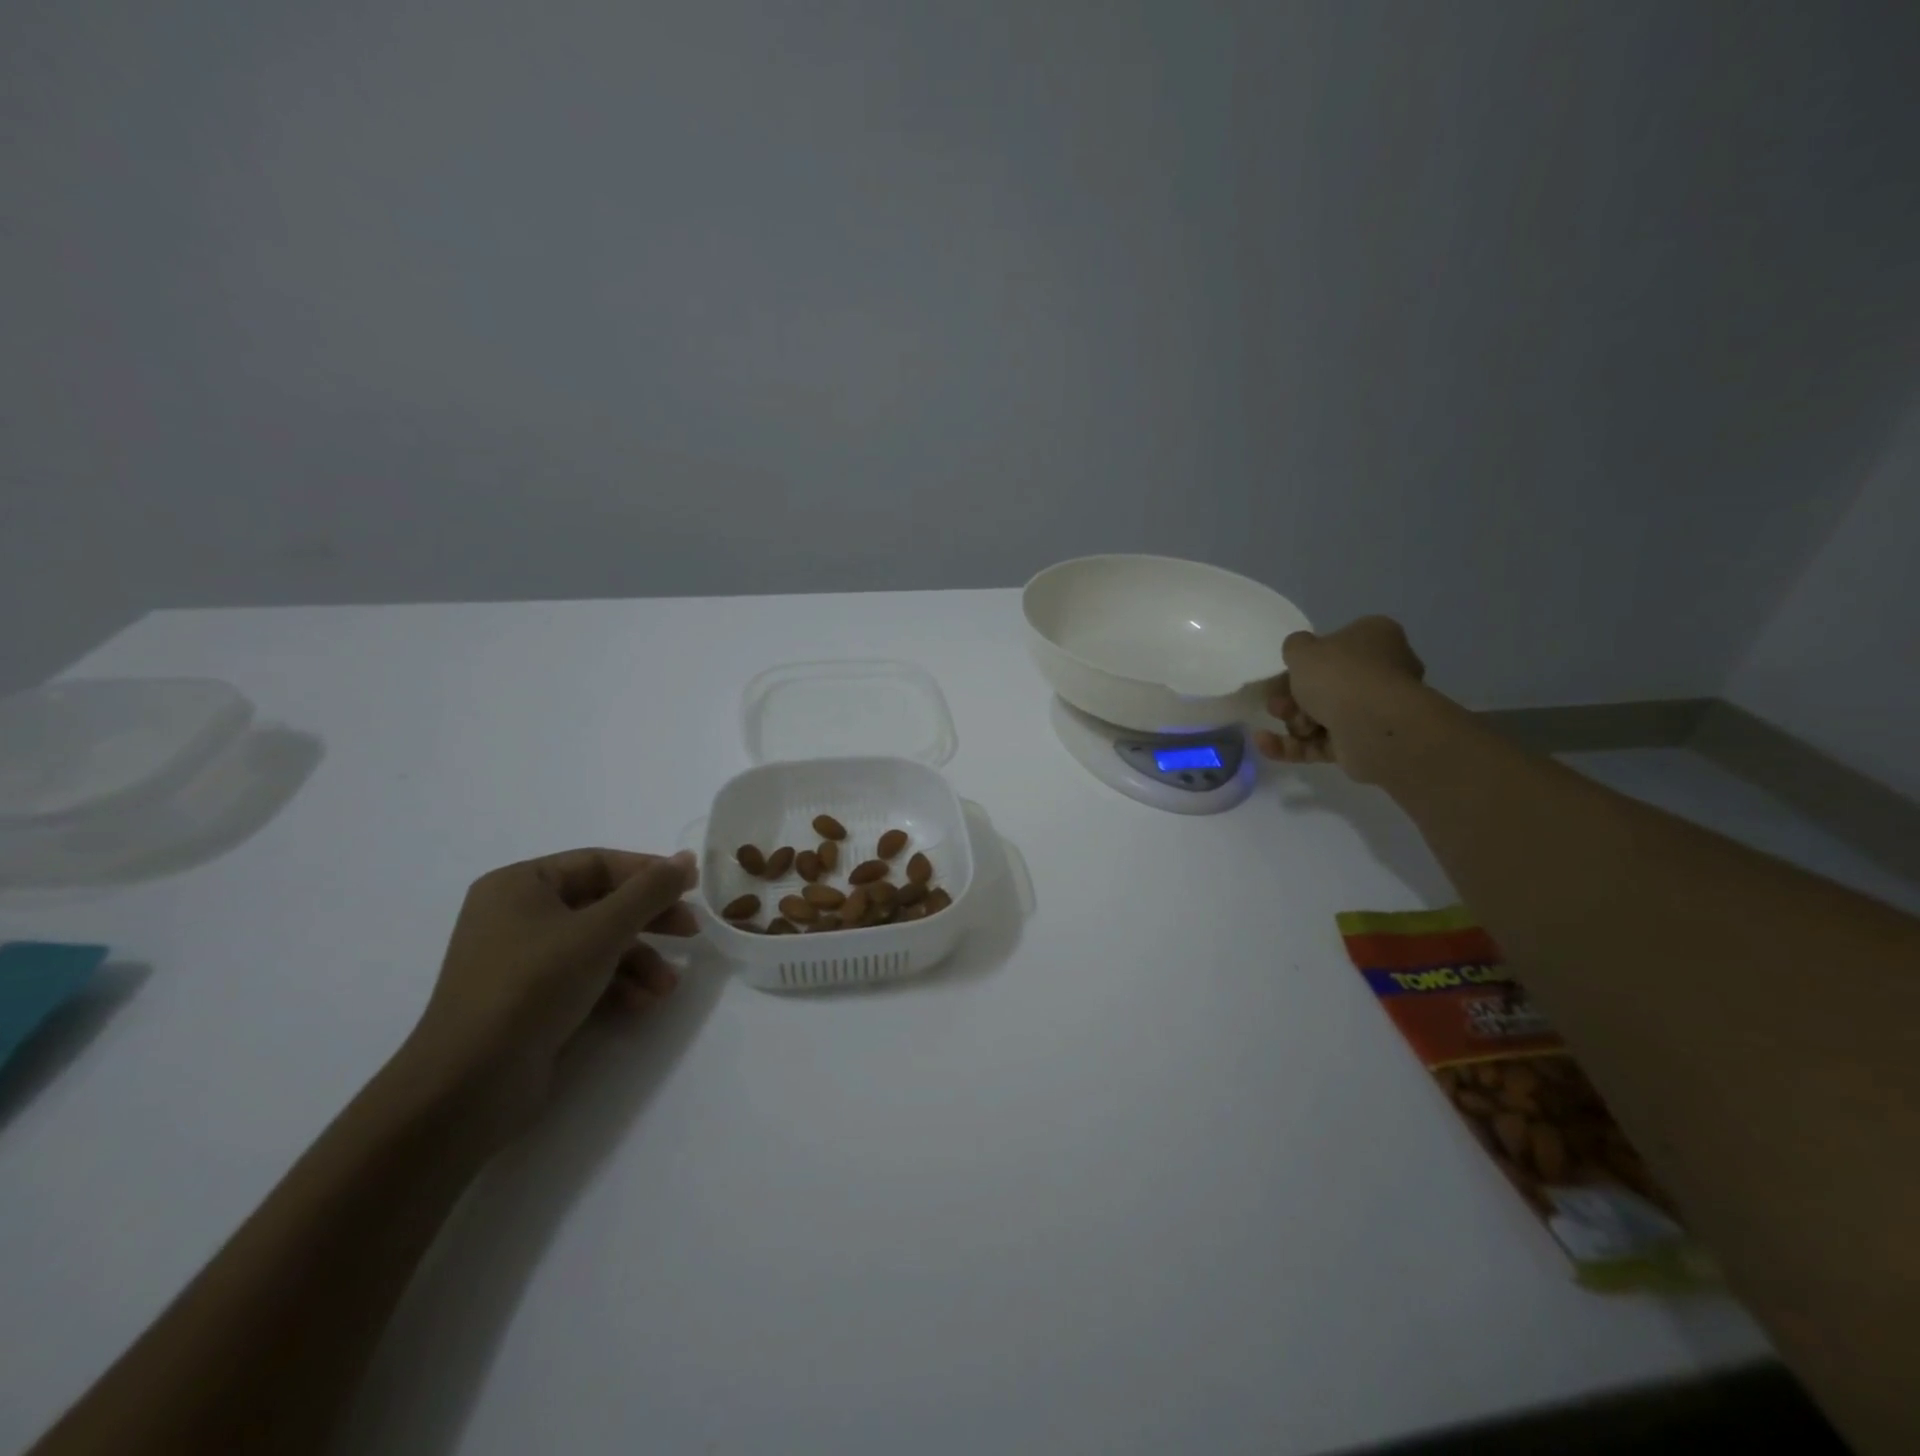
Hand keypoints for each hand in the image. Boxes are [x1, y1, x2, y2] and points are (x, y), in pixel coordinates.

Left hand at [401, 848, 699, 1131]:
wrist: (468, 1084)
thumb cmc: (533, 986)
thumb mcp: (601, 930)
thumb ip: (649, 892)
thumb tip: (686, 858)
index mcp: (520, 884)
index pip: (598, 863)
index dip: (649, 873)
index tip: (692, 888)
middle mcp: (517, 915)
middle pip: (601, 904)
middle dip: (649, 921)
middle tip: (691, 932)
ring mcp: (520, 961)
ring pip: (597, 945)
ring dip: (639, 962)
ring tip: (667, 987)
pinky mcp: (528, 1001)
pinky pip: (583, 977)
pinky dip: (616, 987)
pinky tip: (642, 1005)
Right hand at [1253, 616, 1427, 782]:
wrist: (1372, 725)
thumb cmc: (1339, 675)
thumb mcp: (1302, 649)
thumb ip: (1295, 646)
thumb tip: (1301, 652)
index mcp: (1375, 638)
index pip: (1339, 643)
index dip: (1308, 658)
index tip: (1286, 669)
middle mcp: (1381, 671)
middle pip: (1327, 684)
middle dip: (1293, 695)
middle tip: (1276, 701)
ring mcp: (1373, 710)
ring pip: (1322, 714)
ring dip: (1293, 719)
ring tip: (1280, 718)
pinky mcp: (1361, 743)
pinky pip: (1320, 743)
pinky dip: (1291, 745)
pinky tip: (1262, 742)